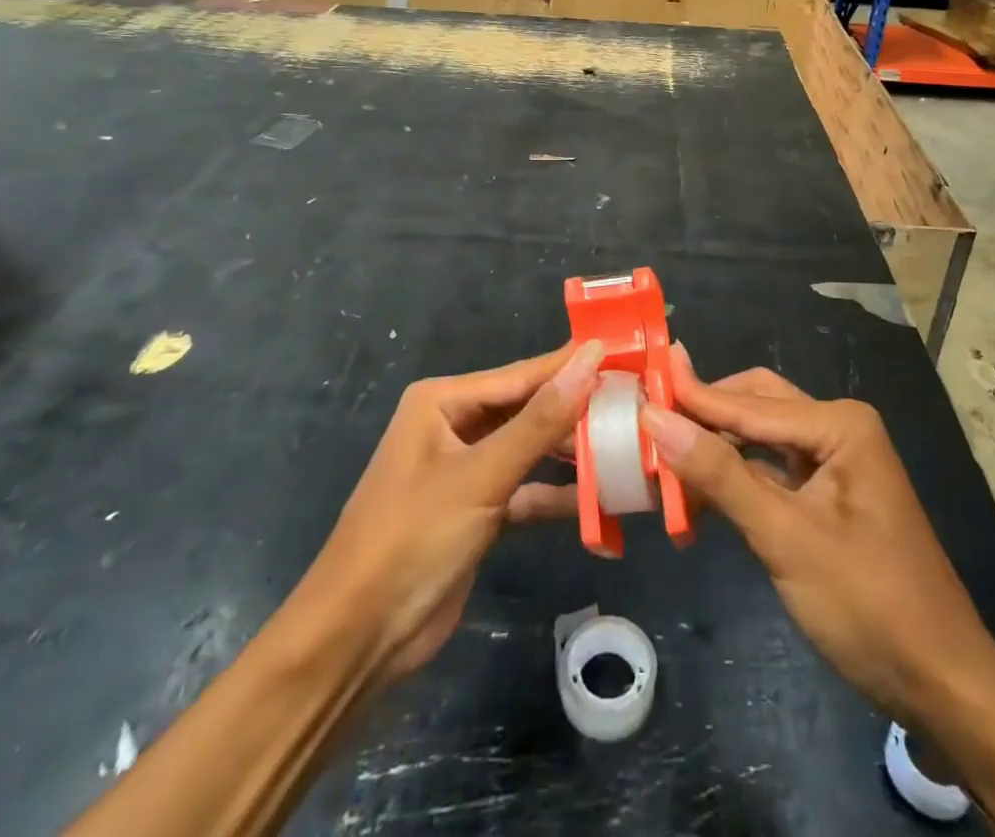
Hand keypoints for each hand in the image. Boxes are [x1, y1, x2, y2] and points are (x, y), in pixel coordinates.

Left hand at [287, 339, 606, 686]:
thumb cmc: (413, 538)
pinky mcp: (477, 510)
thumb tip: (591, 359)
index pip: (522, 376)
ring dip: (570, 454)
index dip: (572, 365)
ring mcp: (466, 469)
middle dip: (576, 411)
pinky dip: (555, 495)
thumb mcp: (481, 475)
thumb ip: (540, 421)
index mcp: (444, 402)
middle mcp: (454, 426)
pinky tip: (599, 499)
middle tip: (636, 403)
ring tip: (627, 446)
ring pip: (530, 450)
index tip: (624, 353)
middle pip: (528, 410)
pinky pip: (525, 490)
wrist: (358, 640)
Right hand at [640, 346, 994, 727]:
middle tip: (646, 423)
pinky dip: (734, 481)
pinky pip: (770, 471)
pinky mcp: (827, 496)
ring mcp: (834, 462)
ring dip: (715, 451)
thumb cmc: (869, 605)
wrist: (942, 684)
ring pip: (759, 439)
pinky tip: (697, 498)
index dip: (690, 398)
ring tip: (660, 461)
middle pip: (754, 406)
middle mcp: (837, 428)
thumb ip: (720, 476)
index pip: (748, 403)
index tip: (637, 387)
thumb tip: (656, 419)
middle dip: (704, 418)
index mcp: (839, 424)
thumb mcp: (786, 538)